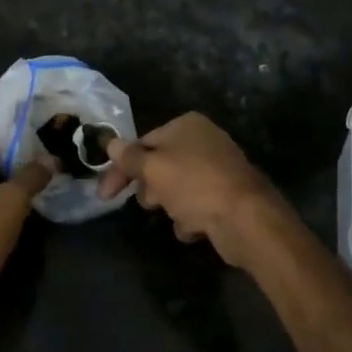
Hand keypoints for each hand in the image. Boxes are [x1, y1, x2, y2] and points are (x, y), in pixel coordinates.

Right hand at [97, 113, 287, 266]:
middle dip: (151, 187)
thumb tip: (109, 142)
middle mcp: (203, 140)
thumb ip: (129, 158)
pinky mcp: (227, 194)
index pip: (143, 143)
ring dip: (171, 205)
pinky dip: (191, 216)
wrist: (245, 218)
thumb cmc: (194, 185)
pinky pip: (197, 204)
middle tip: (150, 204)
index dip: (122, 169)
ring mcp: (217, 167)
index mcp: (186, 125)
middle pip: (161, 164)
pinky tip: (195, 227)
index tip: (106, 195)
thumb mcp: (154, 169)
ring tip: (178, 215)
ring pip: (177, 187)